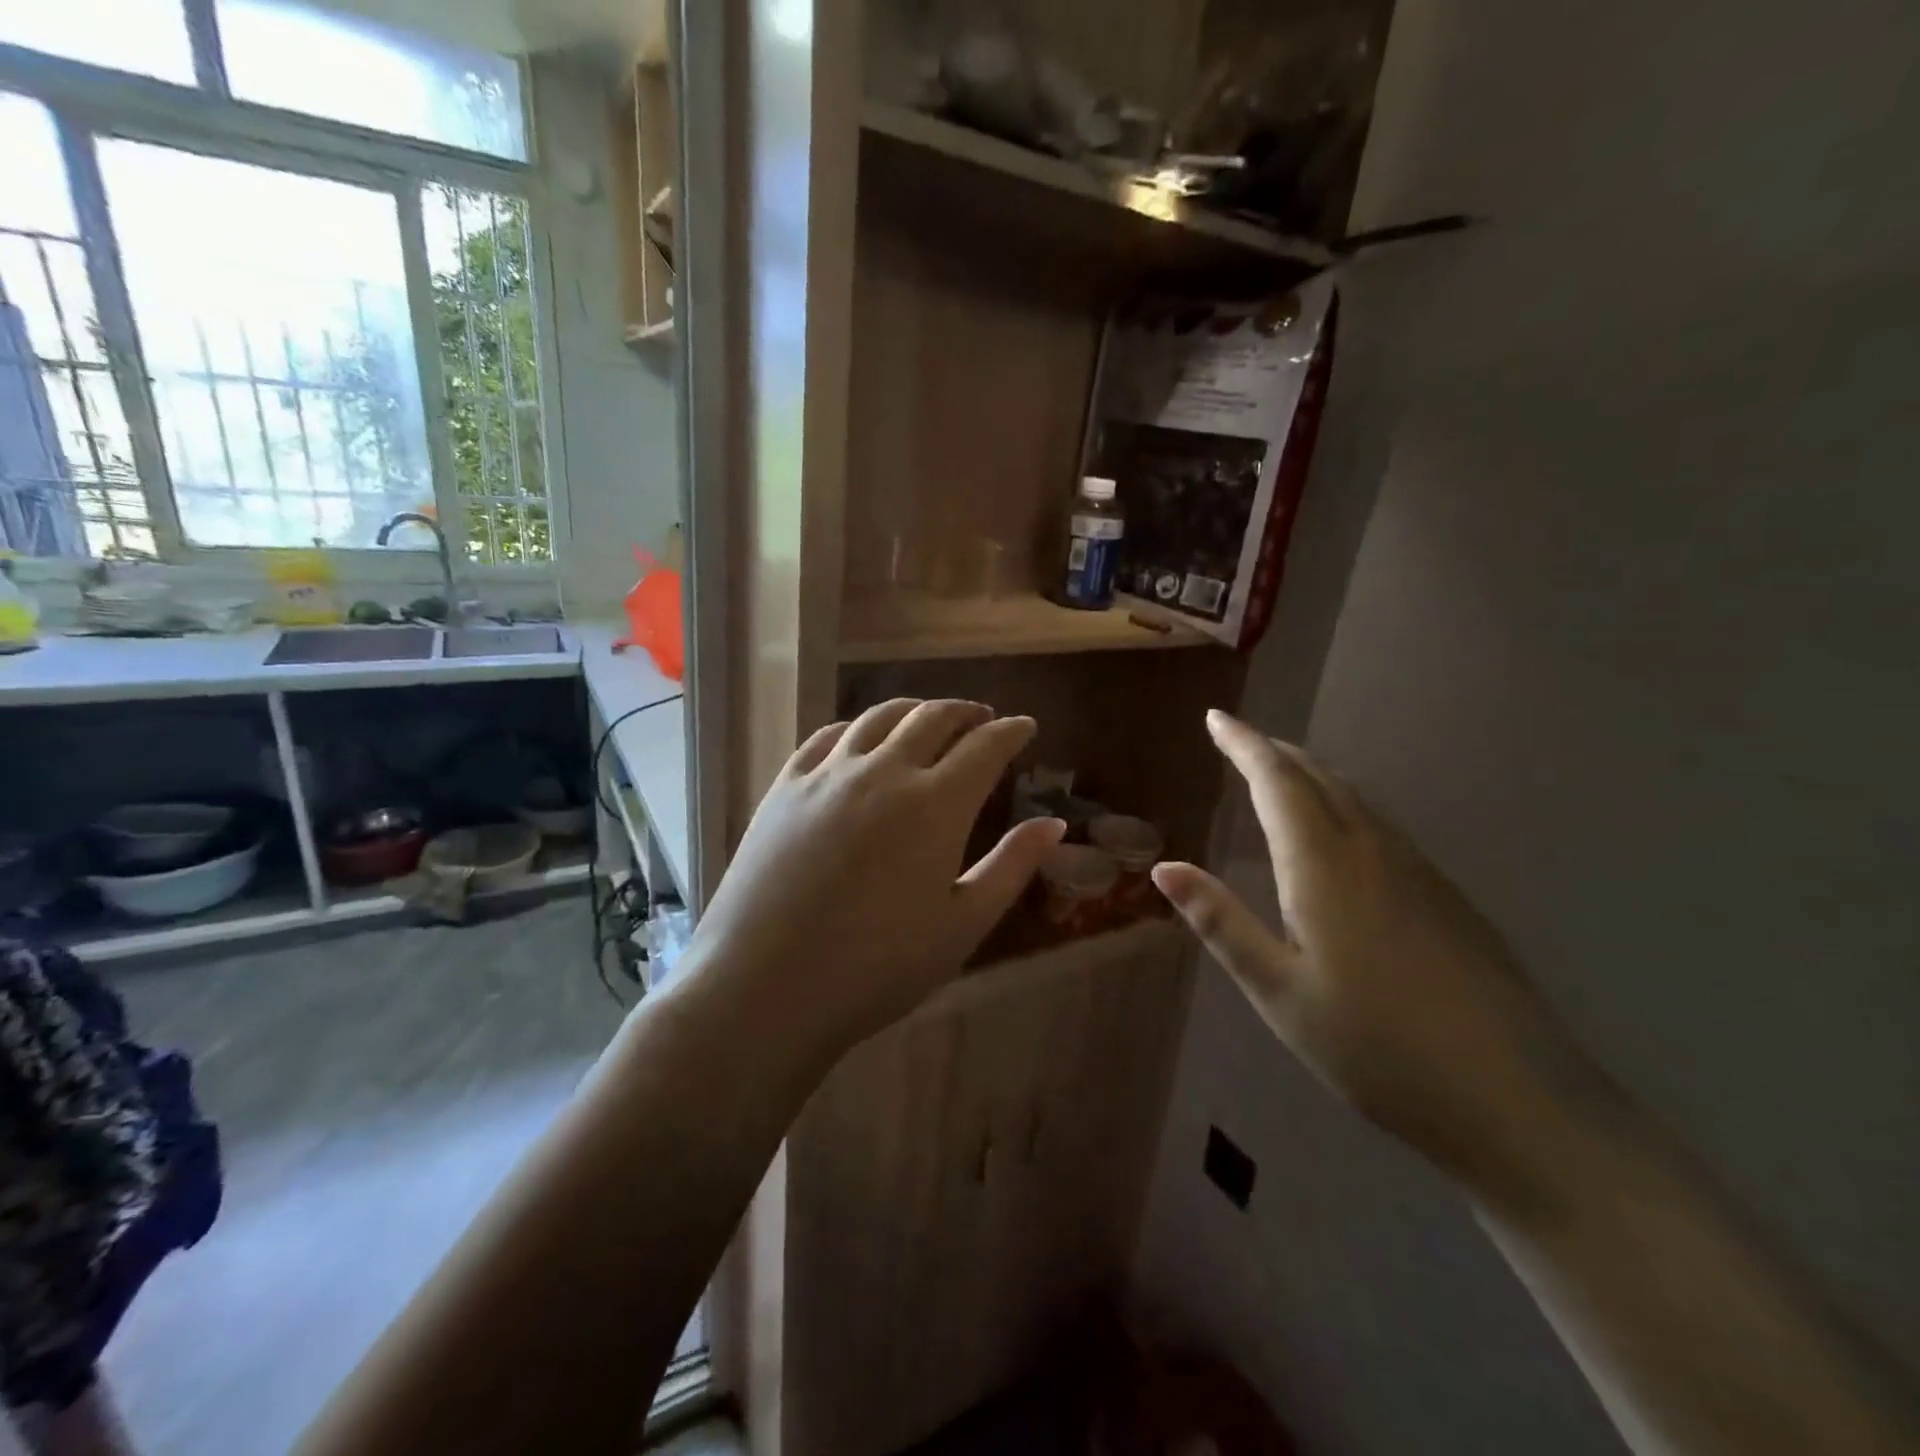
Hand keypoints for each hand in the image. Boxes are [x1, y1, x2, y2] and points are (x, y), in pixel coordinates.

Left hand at [688, 699, 1066, 1051]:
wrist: (766, 986)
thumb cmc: (878, 967)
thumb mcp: (962, 924)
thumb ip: (1012, 867)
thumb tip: (1054, 824)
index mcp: (936, 805)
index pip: (985, 747)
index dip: (1011, 732)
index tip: (1025, 727)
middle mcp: (884, 772)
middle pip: (933, 717)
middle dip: (966, 711)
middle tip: (983, 718)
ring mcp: (828, 774)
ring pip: (879, 717)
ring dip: (914, 709)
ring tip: (929, 718)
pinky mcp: (785, 787)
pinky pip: (827, 736)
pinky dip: (857, 727)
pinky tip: (861, 739)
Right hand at [1153, 711, 1600, 1205]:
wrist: (1517, 1100)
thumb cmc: (1376, 1047)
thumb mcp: (1278, 991)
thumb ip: (1220, 923)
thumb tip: (1163, 868)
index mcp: (1324, 866)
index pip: (1277, 782)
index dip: (1244, 745)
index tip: (1217, 718)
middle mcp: (1373, 851)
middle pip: (1320, 778)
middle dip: (1276, 752)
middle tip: (1240, 739)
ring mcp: (1419, 871)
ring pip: (1356, 799)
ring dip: (1311, 775)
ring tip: (1280, 773)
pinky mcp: (1447, 897)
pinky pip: (1381, 825)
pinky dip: (1343, 805)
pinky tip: (1339, 833)